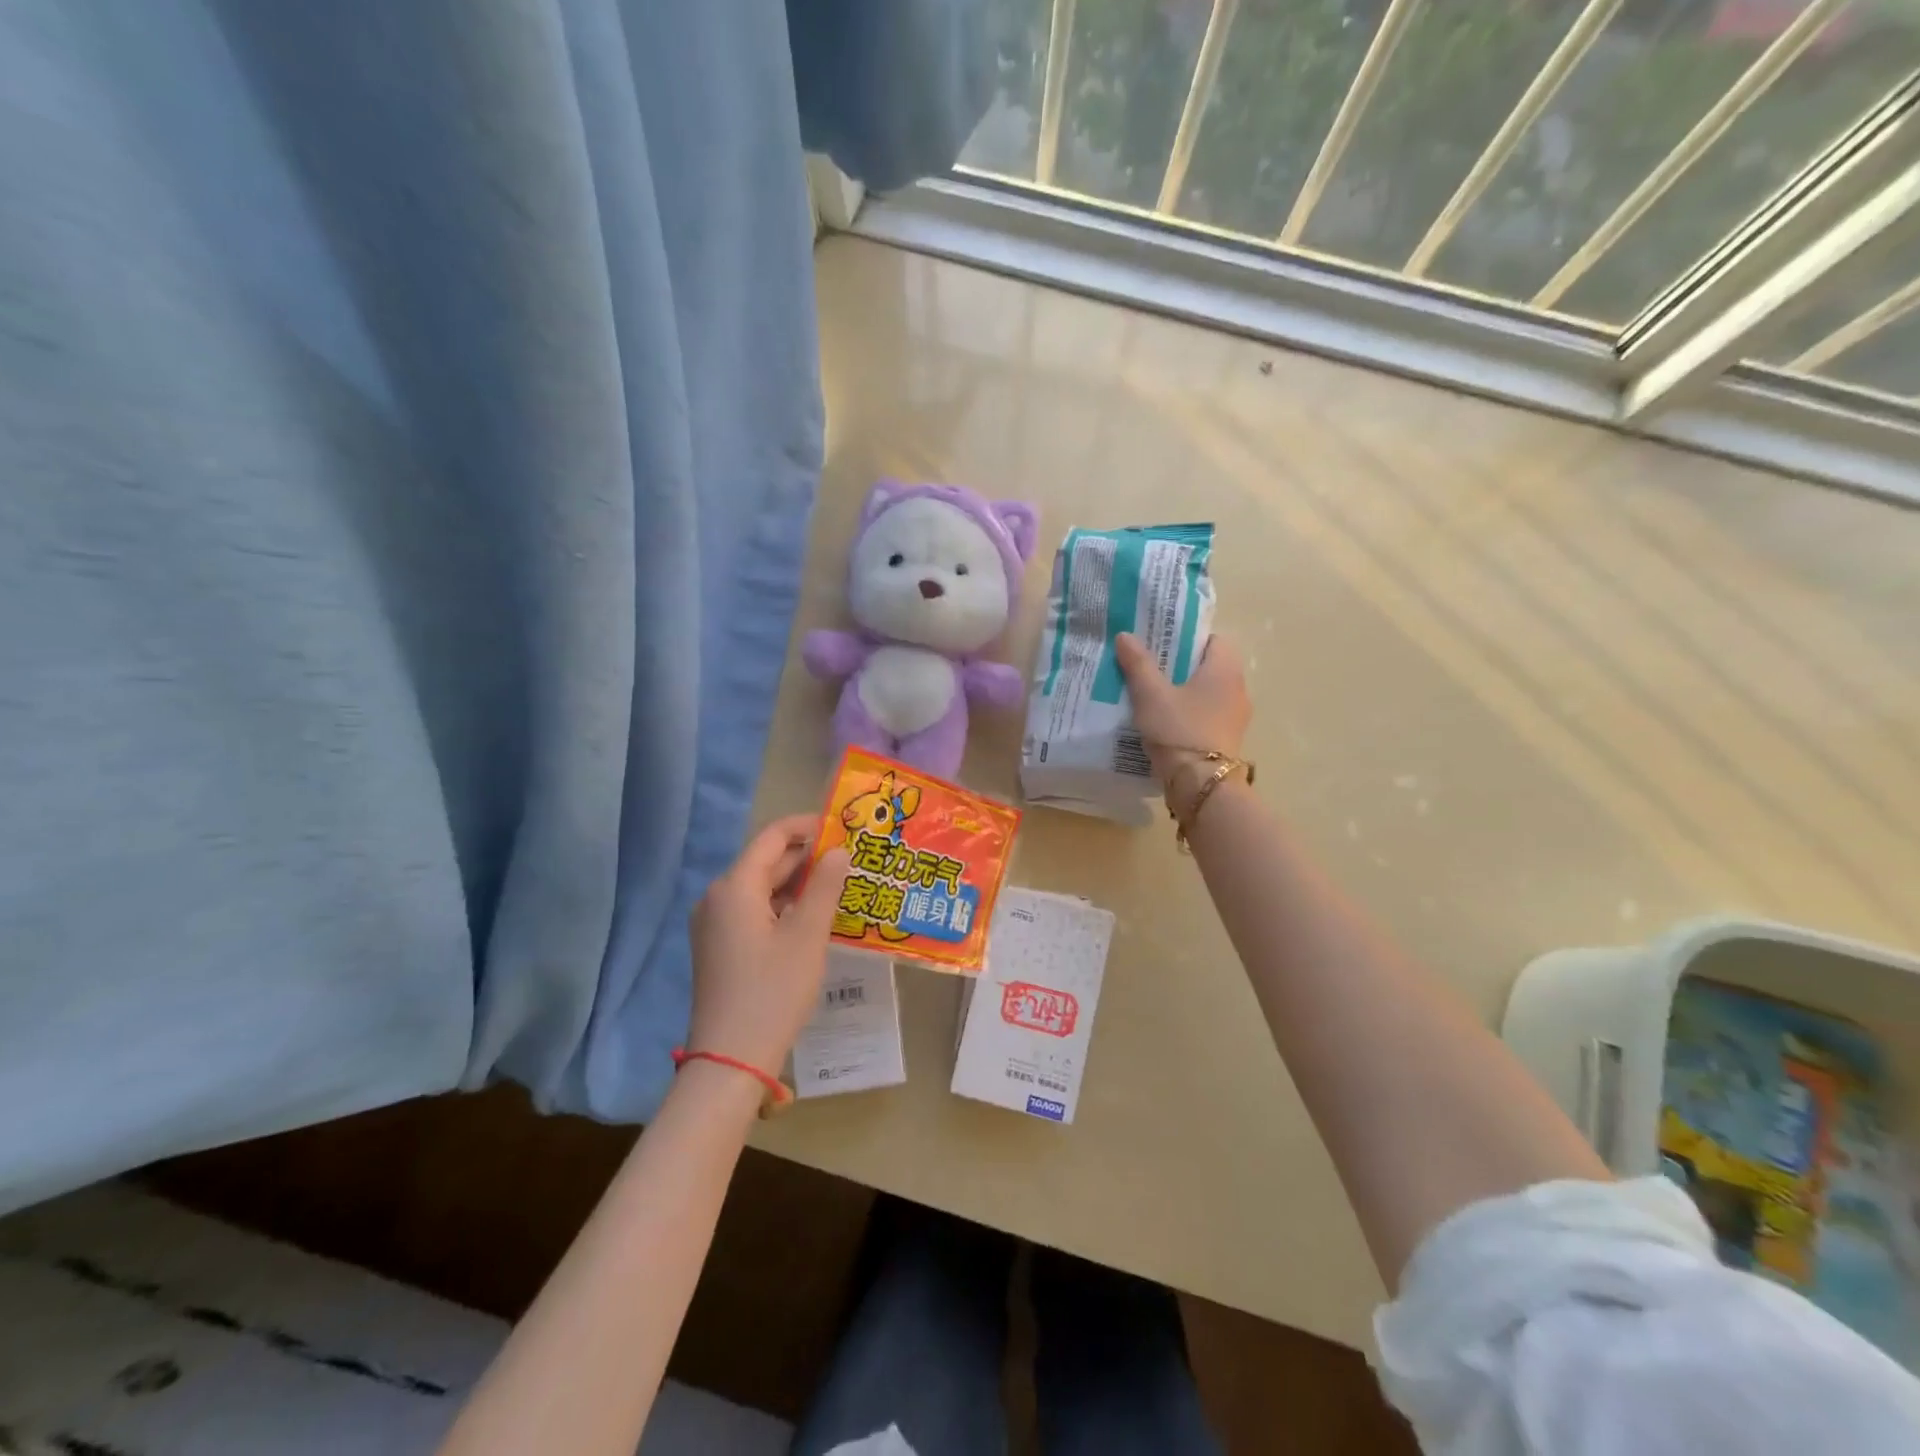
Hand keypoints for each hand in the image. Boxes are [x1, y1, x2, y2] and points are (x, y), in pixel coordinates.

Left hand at [688, 814, 851, 1076]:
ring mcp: (715, 924)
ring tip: (841, 885)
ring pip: (762, 888)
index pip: (772, 836)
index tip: (844, 828)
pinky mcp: (719, 947)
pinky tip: (814, 918)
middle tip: (852, 859)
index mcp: (735, 887)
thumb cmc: (773, 992)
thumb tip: (839, 851)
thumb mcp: (807, 935)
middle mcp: (718, 897)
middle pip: (766, 861)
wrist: (730, 1061)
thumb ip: (825, 886)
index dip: (808, 826)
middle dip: (808, 857)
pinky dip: (784, 907)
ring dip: (798, 884)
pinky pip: (754, 911)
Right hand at [1113, 632, 1252, 810]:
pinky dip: (1189, 714)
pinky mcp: (1226, 740)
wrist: (1200, 785)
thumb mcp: (1151, 695)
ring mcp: (1235, 717)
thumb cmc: (1179, 730)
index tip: (1162, 644)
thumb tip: (1125, 635)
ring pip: (1208, 693)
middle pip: (1209, 667)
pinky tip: (1164, 722)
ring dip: (1184, 692)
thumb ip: (1138, 664)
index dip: (1189, 638)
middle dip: (1181, 666)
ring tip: (1152, 696)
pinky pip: (1207, 716)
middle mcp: (1237, 689)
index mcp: (1225, 670)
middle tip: (1149, 668)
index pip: (1215, 639)